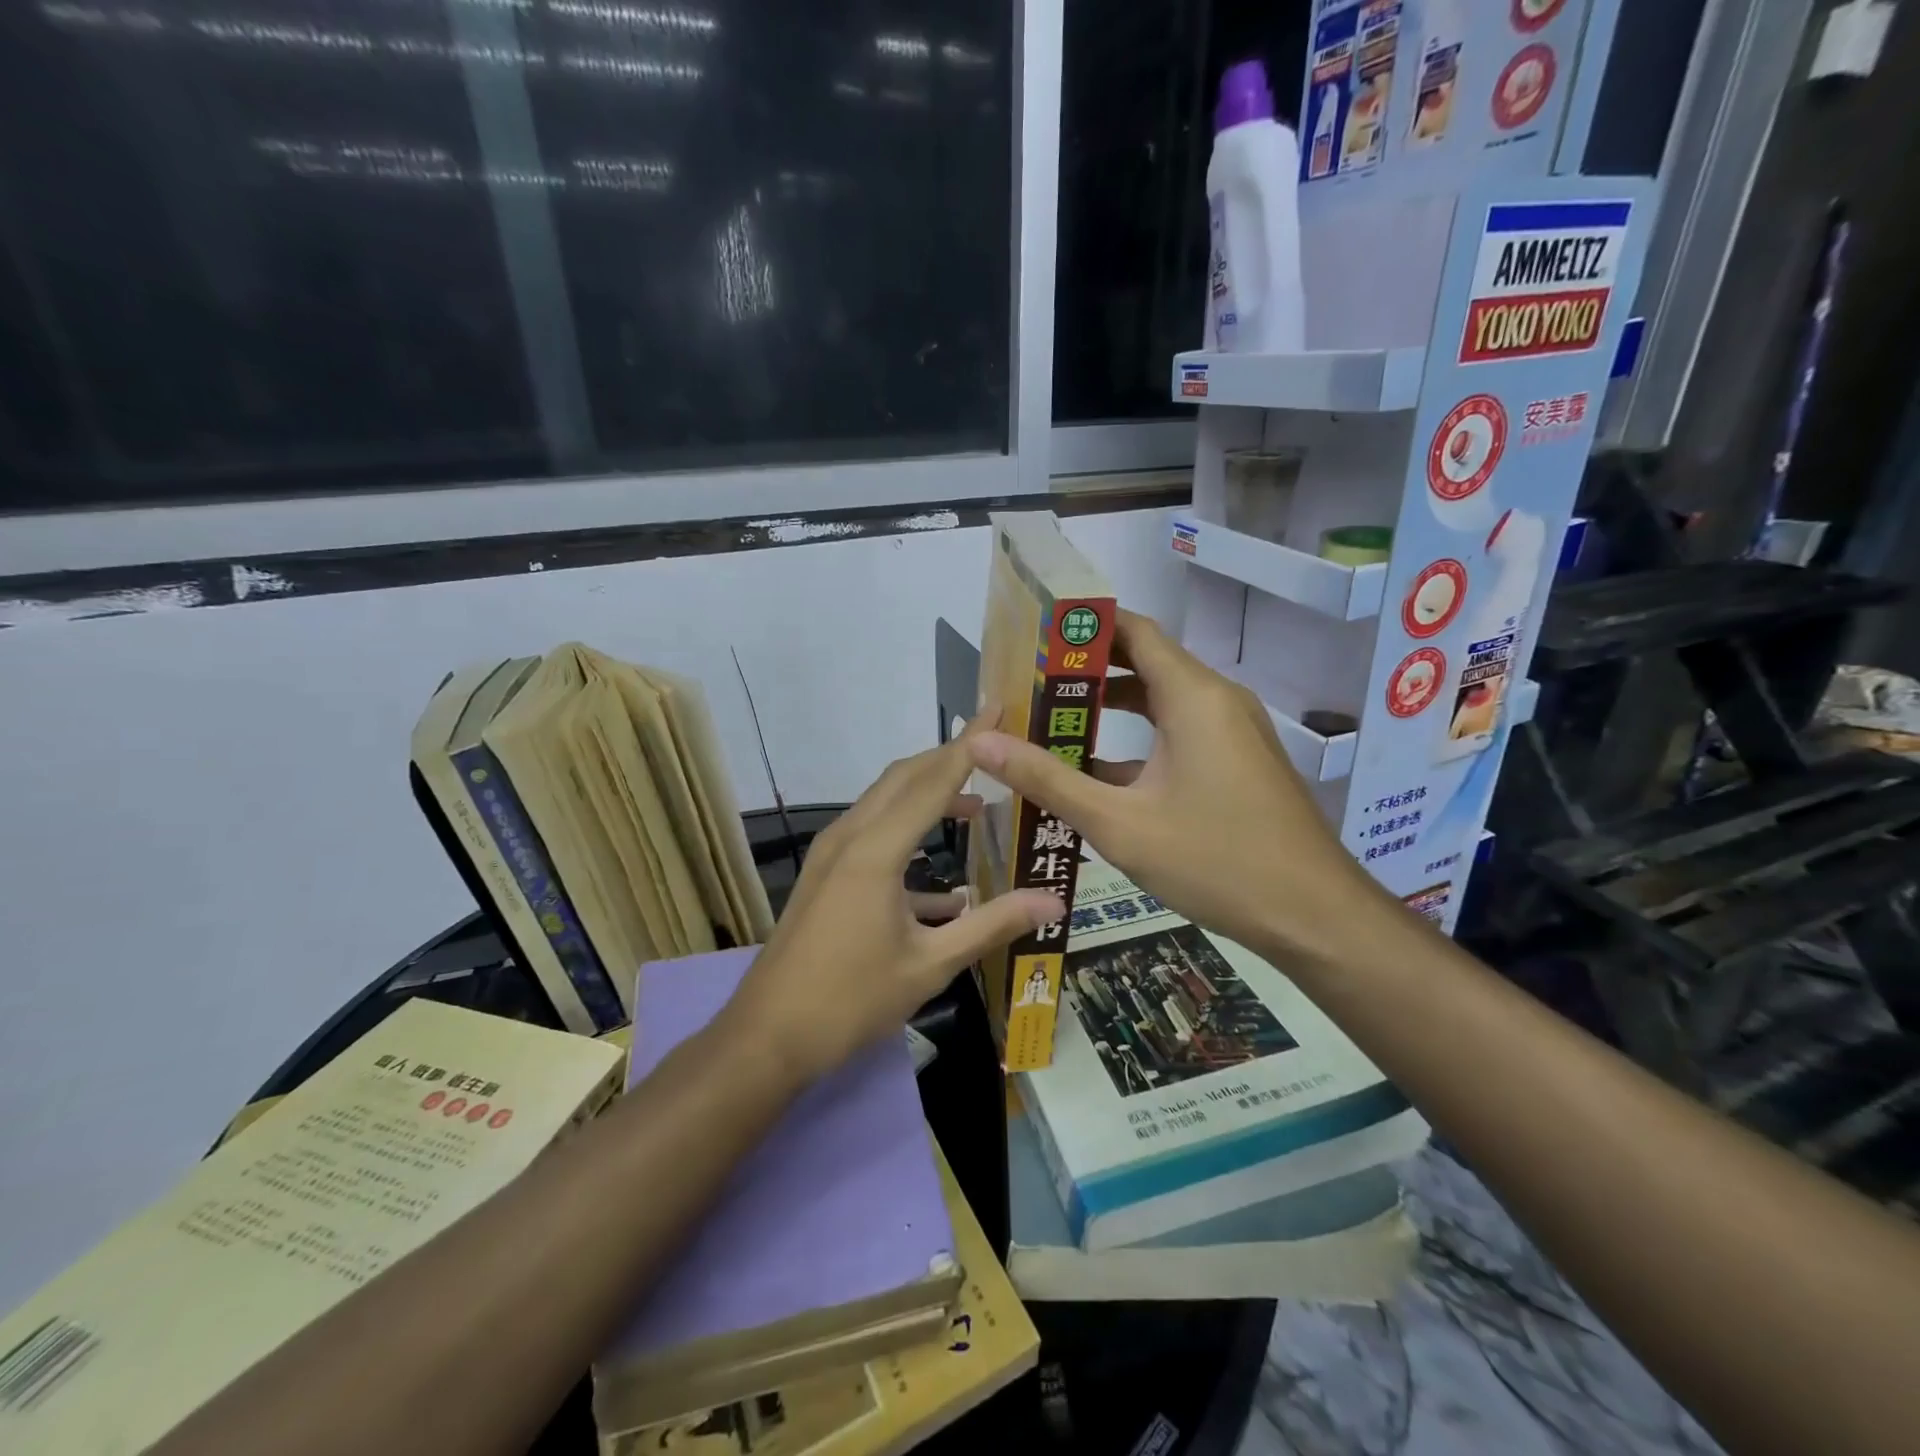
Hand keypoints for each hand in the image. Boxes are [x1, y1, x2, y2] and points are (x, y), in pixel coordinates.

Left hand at [725, 721, 1063, 1085]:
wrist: (768, 1036)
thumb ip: (994, 925)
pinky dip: (908, 837)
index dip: (970, 743)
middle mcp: (850, 836)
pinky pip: (872, 835)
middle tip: (995, 749)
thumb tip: (1055, 901)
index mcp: (877, 849)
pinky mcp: (825, 874)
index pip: (933, 779)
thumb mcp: (931, 965)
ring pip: (885, 802)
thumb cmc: (851, 1000)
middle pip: (905, 777)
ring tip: (977, 806)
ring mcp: (831, 854)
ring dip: (929, 795)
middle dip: (949, 758)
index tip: (998, 710)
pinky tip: (945, 887)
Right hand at [967, 610, 1382, 965]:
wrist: (1315, 916)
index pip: (1133, 630)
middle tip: (1027, 680)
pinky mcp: (1237, 762)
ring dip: (1111, 708)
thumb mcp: (1119, 823)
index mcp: (1193, 696)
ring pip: (1161, 701)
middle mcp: (1217, 700)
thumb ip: (1047, 779)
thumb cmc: (1217, 861)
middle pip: (1145, 662)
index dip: (1083, 624)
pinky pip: (1179, 733)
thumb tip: (981, 743)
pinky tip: (1095, 772)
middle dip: (1087, 670)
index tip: (1034, 632)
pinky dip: (1137, 740)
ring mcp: (1232, 732)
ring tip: (1050, 720)